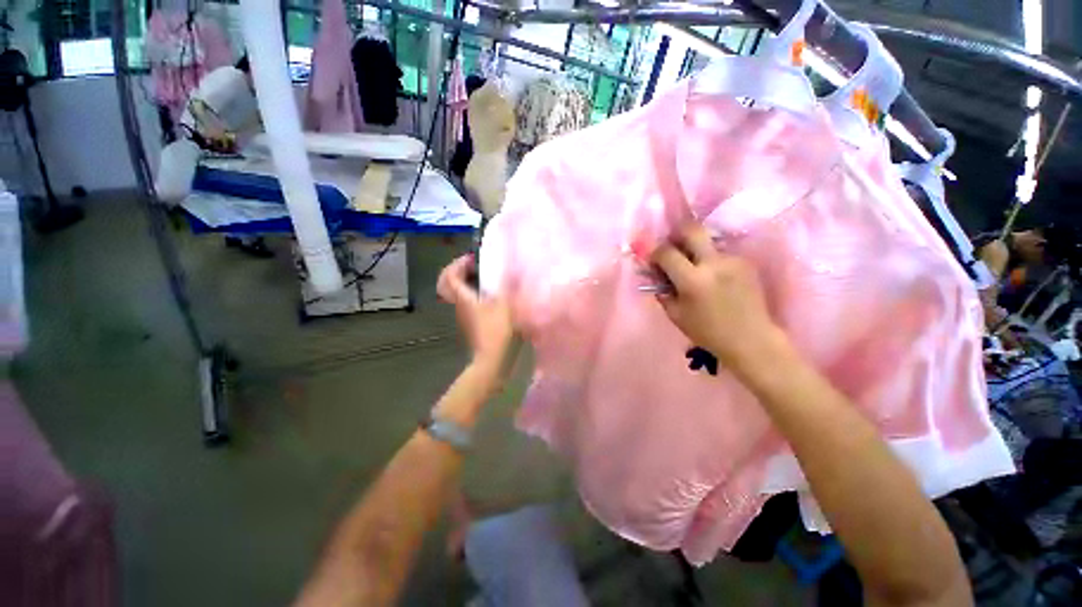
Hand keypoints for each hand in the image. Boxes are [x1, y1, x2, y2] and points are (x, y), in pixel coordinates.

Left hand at [437, 255, 513, 369]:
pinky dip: (477, 294)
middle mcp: (460, 306)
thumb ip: (507, 284)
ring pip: (461, 294)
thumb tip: (510, 267)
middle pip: (452, 285)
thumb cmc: (497, 330)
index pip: (449, 276)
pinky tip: (494, 297)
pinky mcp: (473, 324)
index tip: (472, 258)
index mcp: (464, 299)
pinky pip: (470, 303)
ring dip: (470, 283)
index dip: (457, 264)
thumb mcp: (505, 304)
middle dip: (461, 271)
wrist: (493, 360)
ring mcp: (465, 317)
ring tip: (488, 278)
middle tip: (477, 265)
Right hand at [651, 223, 784, 375]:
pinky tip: (713, 277)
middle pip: (692, 229)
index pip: (666, 252)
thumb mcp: (675, 315)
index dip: (655, 252)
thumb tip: (656, 274)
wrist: (751, 339)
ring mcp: (732, 261)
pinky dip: (711, 260)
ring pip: (708, 241)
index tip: (654, 260)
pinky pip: (720, 254)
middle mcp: (713, 264)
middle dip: (677, 233)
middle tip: (673, 245)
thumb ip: (662, 291)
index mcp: (692, 280)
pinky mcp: (745, 263)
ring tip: (695, 268)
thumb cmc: (707, 332)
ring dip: (696, 249)